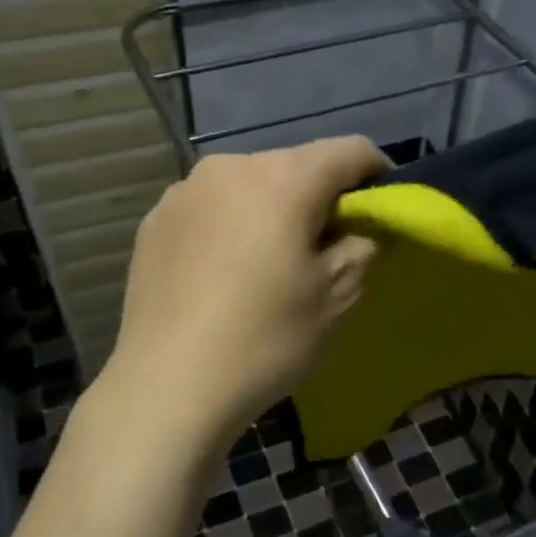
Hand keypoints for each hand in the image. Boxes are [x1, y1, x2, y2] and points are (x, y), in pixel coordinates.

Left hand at [101, 137, 388, 451]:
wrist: (168, 386)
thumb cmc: (266, 339)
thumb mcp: (339, 296)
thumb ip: (366, 244)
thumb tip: (366, 226)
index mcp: (282, 177)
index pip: (350, 150)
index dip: (378, 175)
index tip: (382, 213)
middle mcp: (229, 167)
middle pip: (295, 166)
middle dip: (320, 198)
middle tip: (326, 249)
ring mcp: (183, 192)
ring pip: (250, 187)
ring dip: (272, 211)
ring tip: (269, 265)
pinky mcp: (153, 222)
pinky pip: (211, 210)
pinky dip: (231, 228)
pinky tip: (225, 276)